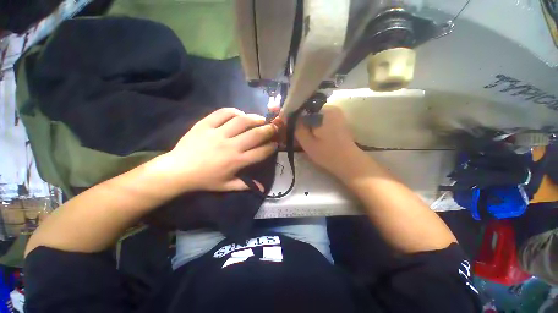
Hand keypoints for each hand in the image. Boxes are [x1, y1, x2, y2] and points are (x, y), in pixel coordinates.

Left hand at [149, 108, 277, 194]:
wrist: (178, 171)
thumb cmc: (205, 180)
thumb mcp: (226, 186)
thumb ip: (246, 185)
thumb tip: (263, 188)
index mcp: (237, 161)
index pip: (261, 152)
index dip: (271, 147)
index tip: (276, 143)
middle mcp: (231, 146)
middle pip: (255, 134)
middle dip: (269, 130)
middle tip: (274, 127)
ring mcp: (218, 133)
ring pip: (241, 121)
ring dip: (254, 118)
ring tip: (260, 118)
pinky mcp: (205, 125)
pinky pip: (222, 113)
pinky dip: (234, 111)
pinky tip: (239, 114)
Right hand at [295, 106, 360, 177]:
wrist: (349, 163)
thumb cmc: (327, 154)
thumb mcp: (308, 142)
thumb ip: (297, 128)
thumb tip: (290, 118)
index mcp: (325, 111)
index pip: (303, 108)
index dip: (294, 116)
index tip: (287, 125)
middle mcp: (332, 108)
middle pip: (309, 111)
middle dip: (300, 121)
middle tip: (294, 132)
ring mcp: (336, 115)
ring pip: (315, 116)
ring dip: (307, 124)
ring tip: (301, 135)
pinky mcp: (338, 122)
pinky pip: (321, 120)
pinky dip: (314, 126)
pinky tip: (311, 135)